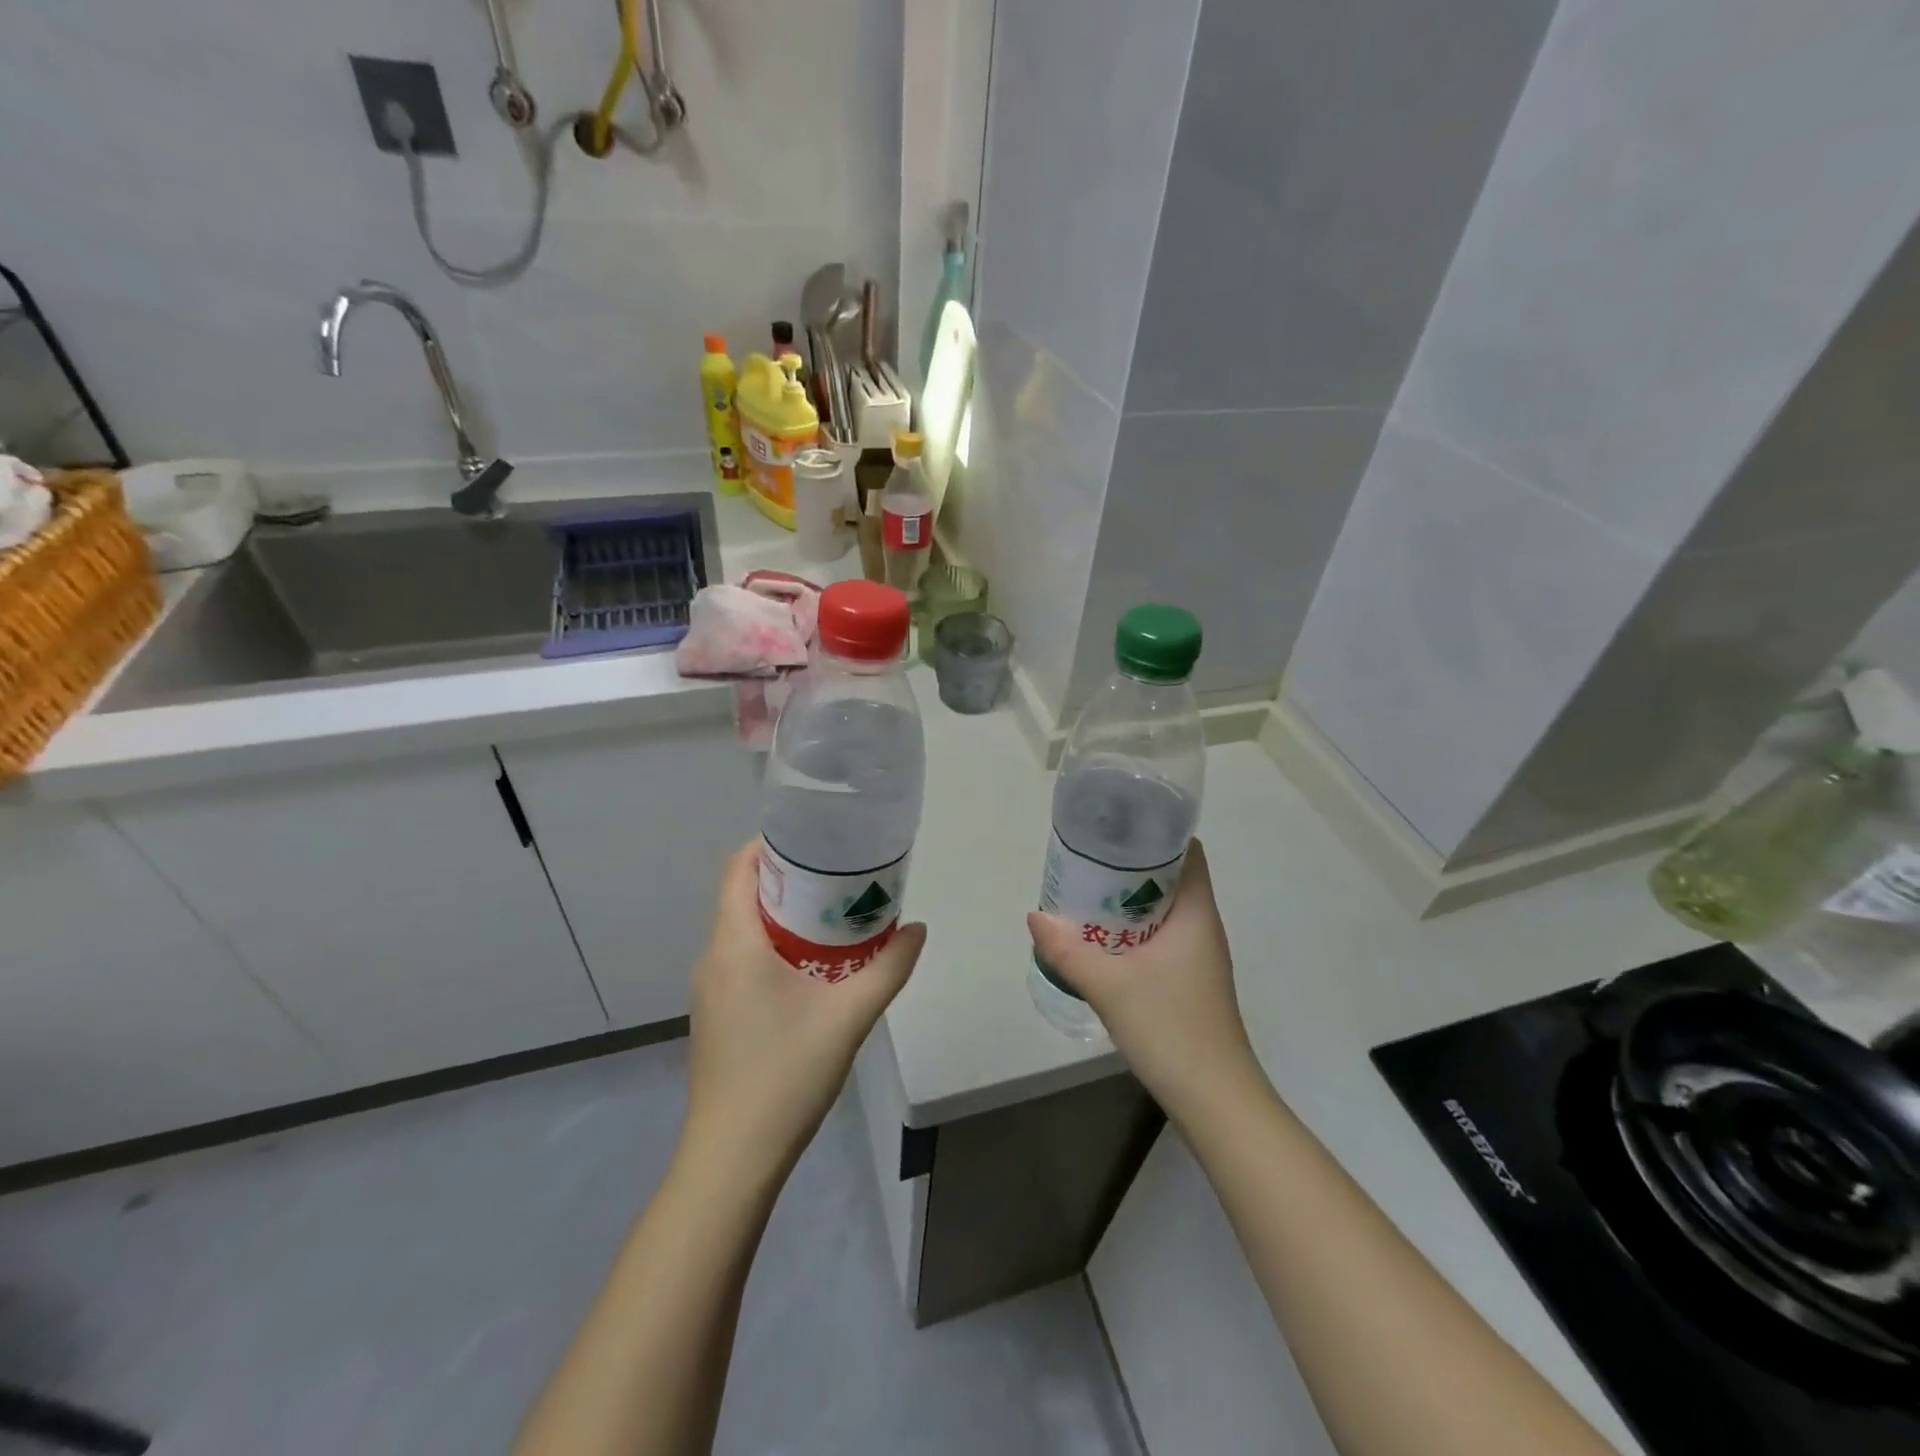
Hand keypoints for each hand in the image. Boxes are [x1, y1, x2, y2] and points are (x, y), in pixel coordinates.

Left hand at [684, 840, 925, 1178]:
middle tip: (842, 875)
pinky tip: (816, 968)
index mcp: (735, 944)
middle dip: (791, 879)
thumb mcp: (849, 1017)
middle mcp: (714, 958)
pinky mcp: (718, 1015)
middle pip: (745, 896)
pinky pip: (744, 960)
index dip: (772, 844)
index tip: (817, 839)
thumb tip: (918, 928)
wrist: (732, 1159)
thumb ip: (889, 967)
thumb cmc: (785, 1075)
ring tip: (837, 915)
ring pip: (746, 930)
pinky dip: (777, 947)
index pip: (739, 868)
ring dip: (786, 915)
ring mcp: (711, 990)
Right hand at [1027, 839, 1263, 1121]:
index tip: (1114, 827)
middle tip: (1086, 859)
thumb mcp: (1110, 986)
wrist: (1214, 1100)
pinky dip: (1131, 930)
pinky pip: (1159, 938)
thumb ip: (1068, 951)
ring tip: (1085, 893)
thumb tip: (1035, 917)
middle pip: (1170, 878)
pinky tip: (1100, 941)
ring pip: (1162, 910)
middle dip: (1129, 865)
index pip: (1187, 851)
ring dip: (1127, 900)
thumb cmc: (1171, 1028)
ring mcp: (1198, 956)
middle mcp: (1202, 926)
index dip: (1155, 832)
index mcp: (1196, 913)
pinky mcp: (1188, 981)